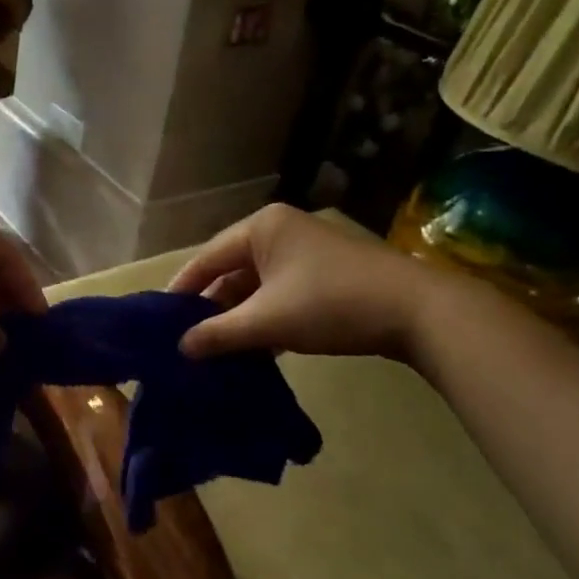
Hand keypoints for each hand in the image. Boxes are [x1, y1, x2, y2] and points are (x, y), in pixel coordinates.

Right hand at [169, 205, 439, 361]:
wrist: (417, 311)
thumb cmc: (331, 304)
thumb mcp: (267, 321)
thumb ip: (219, 333)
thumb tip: (181, 348)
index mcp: (261, 228)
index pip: (206, 258)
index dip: (182, 289)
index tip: (160, 320)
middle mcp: (280, 231)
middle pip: (231, 271)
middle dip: (211, 307)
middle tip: (187, 340)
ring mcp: (306, 252)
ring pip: (257, 286)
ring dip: (239, 317)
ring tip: (215, 350)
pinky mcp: (325, 274)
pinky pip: (280, 294)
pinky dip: (265, 319)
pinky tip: (255, 349)